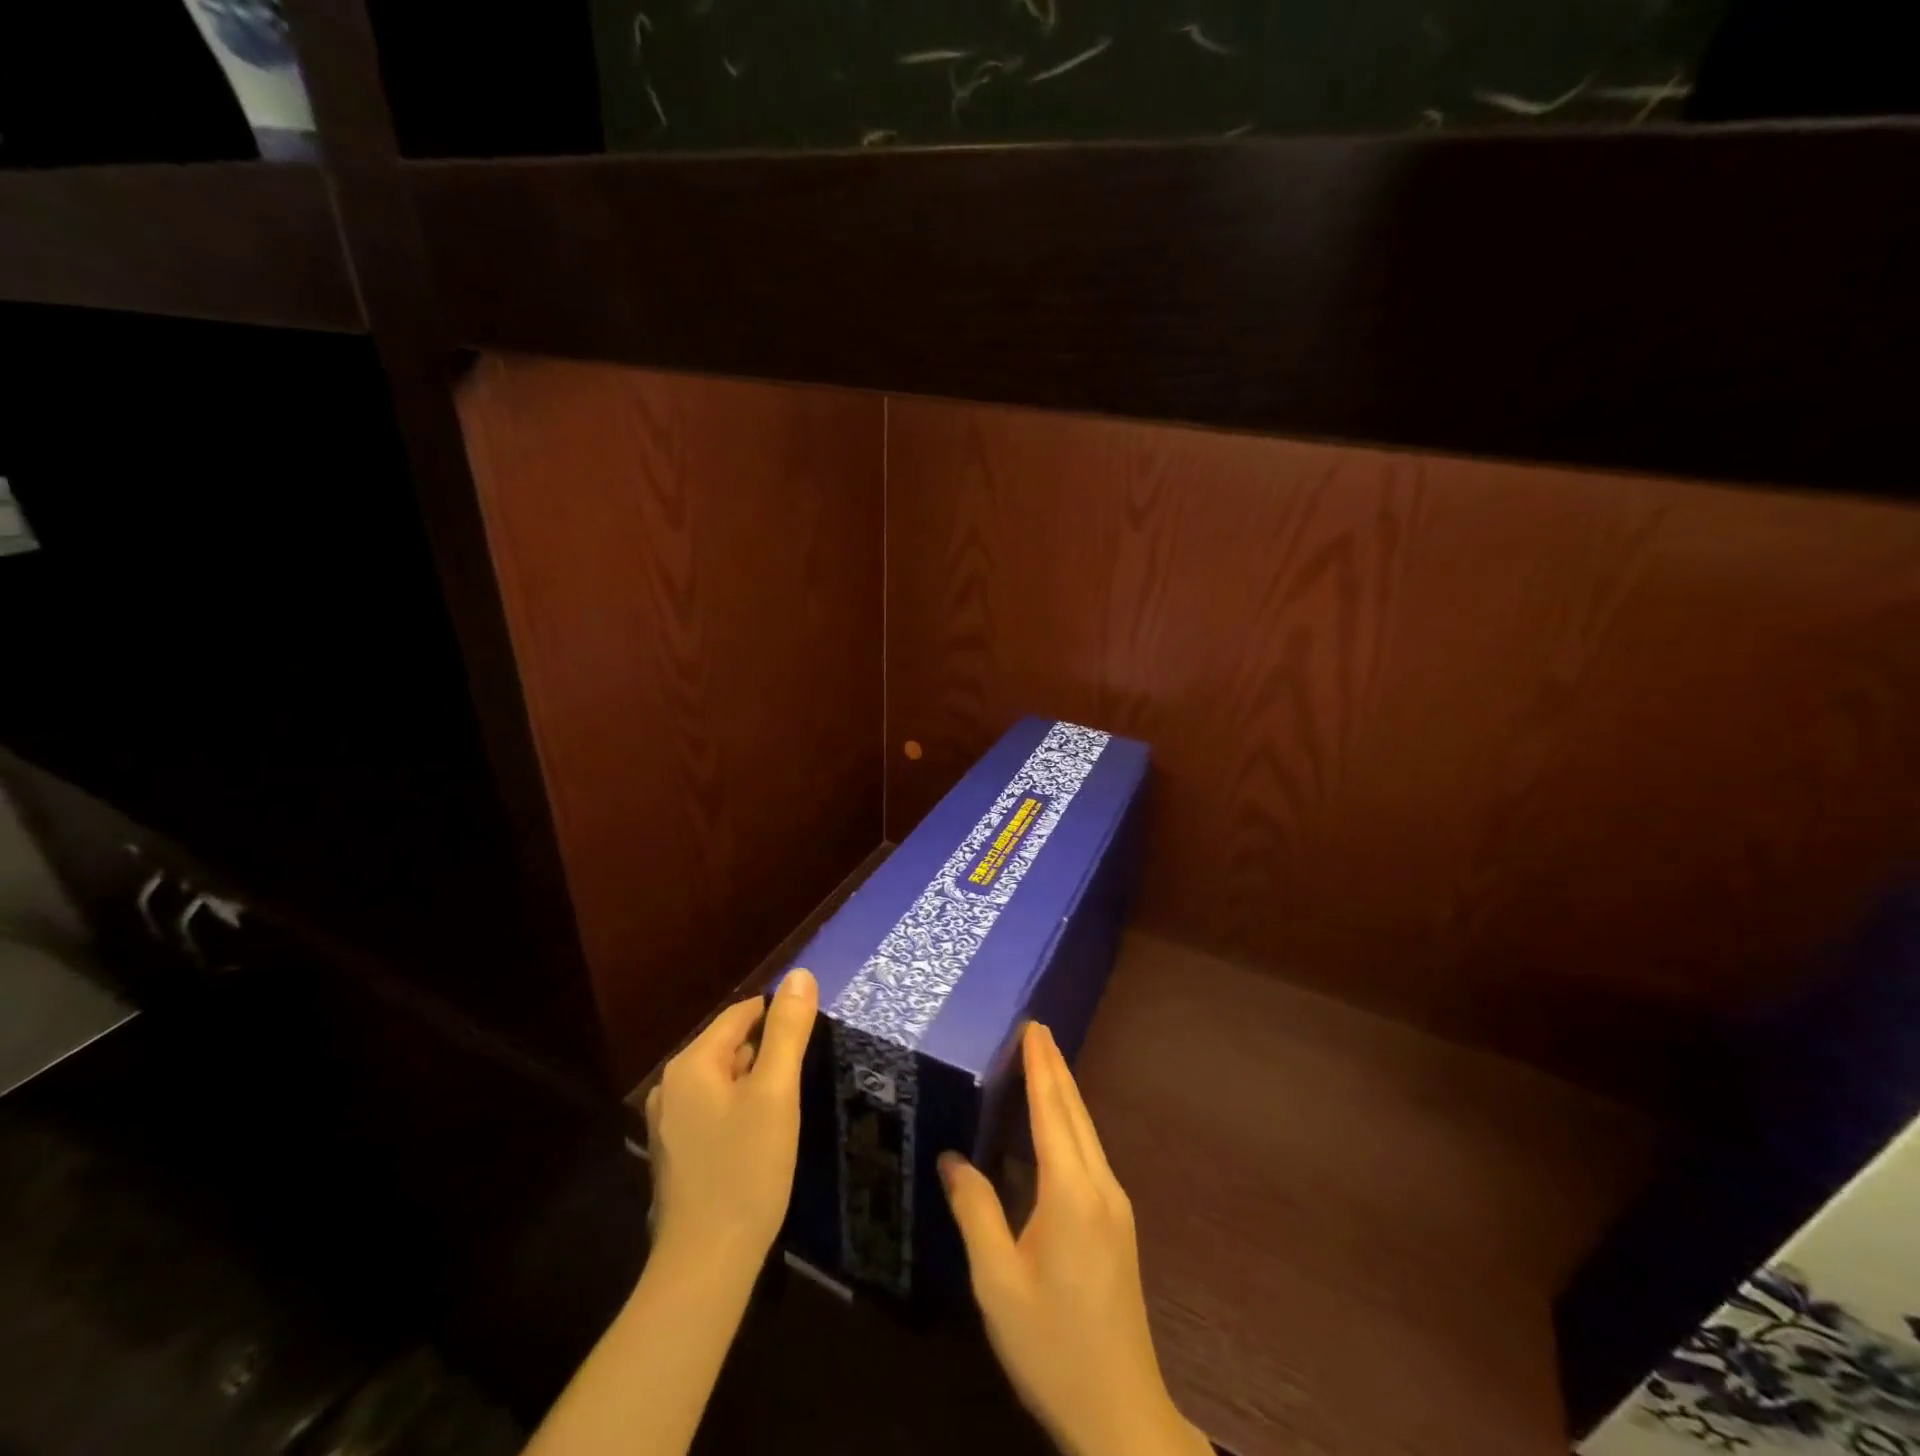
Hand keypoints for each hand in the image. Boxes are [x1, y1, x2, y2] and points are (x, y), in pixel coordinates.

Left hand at [645, 968, 817, 1268]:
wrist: (706, 1265)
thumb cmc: (745, 1169)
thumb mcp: (776, 1092)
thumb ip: (788, 1030)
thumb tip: (801, 974)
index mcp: (691, 1064)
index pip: (742, 1014)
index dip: (779, 1016)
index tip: (813, 1033)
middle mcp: (671, 1086)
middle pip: (730, 1045)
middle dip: (768, 1051)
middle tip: (805, 1072)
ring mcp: (669, 1123)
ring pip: (724, 1079)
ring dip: (756, 1082)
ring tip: (789, 1102)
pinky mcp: (676, 1153)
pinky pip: (714, 1109)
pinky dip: (740, 1109)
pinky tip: (762, 1135)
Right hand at [940, 1023, 1210, 1455]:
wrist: (1121, 1413)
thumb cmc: (1052, 1346)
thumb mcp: (997, 1283)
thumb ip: (976, 1212)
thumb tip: (952, 1158)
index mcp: (1071, 1193)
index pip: (1052, 1111)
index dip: (1041, 1066)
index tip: (1033, 1026)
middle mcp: (1100, 1186)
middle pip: (1075, 1112)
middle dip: (1055, 1068)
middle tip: (1036, 1030)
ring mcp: (1115, 1206)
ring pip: (1087, 1132)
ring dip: (1064, 1093)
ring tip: (1043, 1063)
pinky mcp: (1118, 1225)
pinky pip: (1090, 1155)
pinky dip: (1070, 1125)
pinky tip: (1056, 1127)